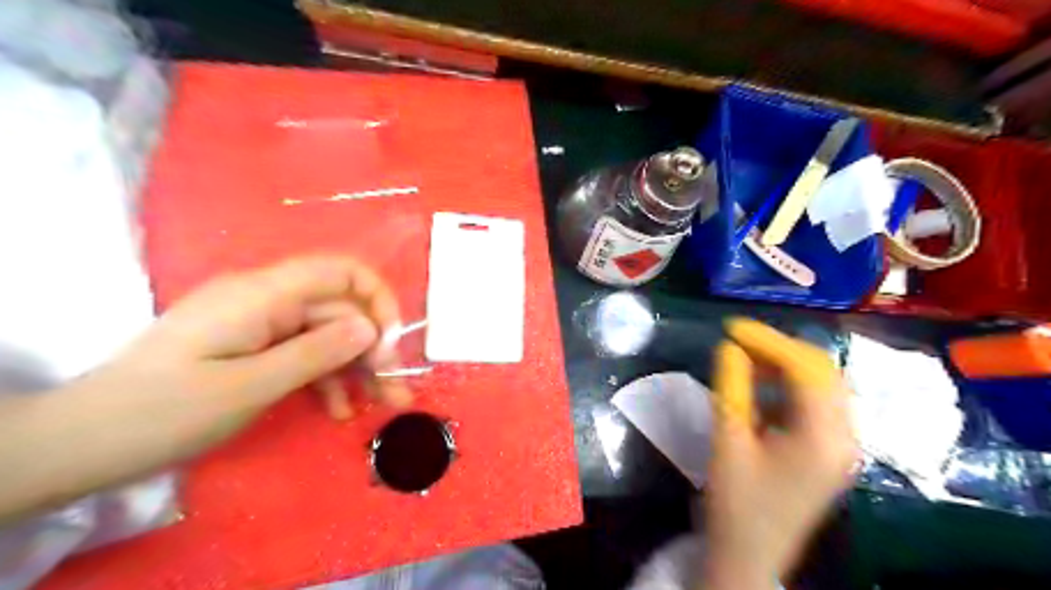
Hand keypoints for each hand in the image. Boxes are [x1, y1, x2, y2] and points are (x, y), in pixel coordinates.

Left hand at [100, 253, 408, 446]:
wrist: (86, 442)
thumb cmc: (167, 411)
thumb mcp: (250, 386)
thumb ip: (316, 352)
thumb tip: (370, 327)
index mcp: (263, 294)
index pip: (339, 271)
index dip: (376, 298)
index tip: (391, 341)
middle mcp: (267, 300)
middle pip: (338, 310)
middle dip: (373, 347)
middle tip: (394, 387)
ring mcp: (260, 324)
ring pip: (326, 336)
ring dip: (357, 368)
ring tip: (381, 403)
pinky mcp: (254, 347)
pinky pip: (304, 354)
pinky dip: (326, 380)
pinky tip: (337, 411)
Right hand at [697, 321, 852, 587]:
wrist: (749, 554)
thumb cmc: (736, 502)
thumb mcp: (728, 440)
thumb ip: (731, 388)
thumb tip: (729, 346)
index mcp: (823, 438)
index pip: (806, 369)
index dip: (768, 340)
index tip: (731, 327)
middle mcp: (845, 437)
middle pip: (823, 372)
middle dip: (780, 347)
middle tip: (738, 338)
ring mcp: (841, 444)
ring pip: (822, 384)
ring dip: (785, 363)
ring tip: (746, 354)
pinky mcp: (829, 450)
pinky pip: (816, 402)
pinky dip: (788, 383)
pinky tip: (760, 382)